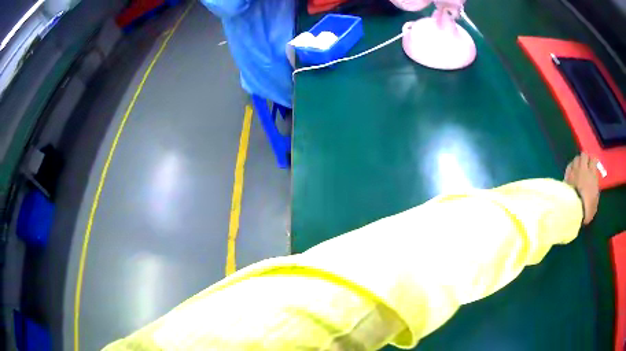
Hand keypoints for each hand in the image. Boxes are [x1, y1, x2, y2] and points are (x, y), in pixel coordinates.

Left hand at [564, 153, 599, 224]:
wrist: (573, 209)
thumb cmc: (587, 208)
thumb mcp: (595, 201)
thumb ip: (595, 191)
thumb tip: (594, 187)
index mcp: (592, 175)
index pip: (593, 160)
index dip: (594, 161)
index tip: (594, 164)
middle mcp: (583, 169)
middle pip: (584, 155)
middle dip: (585, 158)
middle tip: (586, 163)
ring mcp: (574, 171)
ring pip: (576, 158)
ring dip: (578, 161)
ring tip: (578, 166)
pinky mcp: (566, 176)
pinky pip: (569, 166)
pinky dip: (571, 166)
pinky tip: (572, 171)